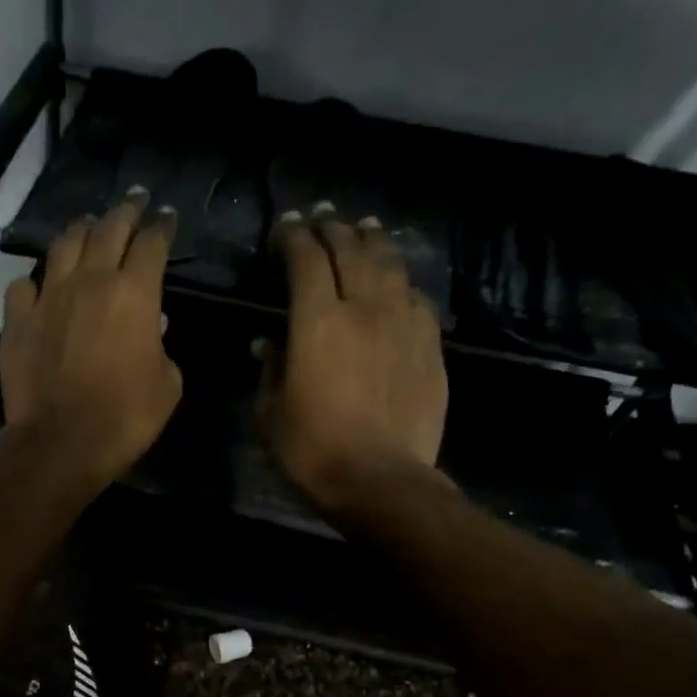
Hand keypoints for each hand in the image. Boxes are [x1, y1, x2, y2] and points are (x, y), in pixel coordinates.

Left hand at [0, 191, 182, 487]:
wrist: (62, 441)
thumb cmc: (126, 416)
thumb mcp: (167, 384)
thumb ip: (162, 348)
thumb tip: (152, 327)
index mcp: (135, 293)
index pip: (152, 244)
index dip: (162, 226)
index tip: (167, 216)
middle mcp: (90, 282)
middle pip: (109, 230)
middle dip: (125, 211)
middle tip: (134, 200)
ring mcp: (48, 297)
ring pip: (63, 245)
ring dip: (80, 230)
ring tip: (88, 225)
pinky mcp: (17, 320)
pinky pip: (24, 286)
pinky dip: (36, 281)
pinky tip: (40, 286)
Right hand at [258, 205, 448, 513]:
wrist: (381, 480)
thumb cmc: (312, 450)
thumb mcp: (271, 413)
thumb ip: (270, 369)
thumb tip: (267, 343)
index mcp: (317, 322)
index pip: (306, 260)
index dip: (294, 237)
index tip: (285, 228)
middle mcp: (363, 309)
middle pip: (350, 251)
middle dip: (333, 228)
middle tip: (322, 217)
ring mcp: (403, 324)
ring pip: (389, 266)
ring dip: (373, 242)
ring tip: (365, 228)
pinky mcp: (430, 346)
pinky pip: (416, 299)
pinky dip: (401, 283)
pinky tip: (397, 284)